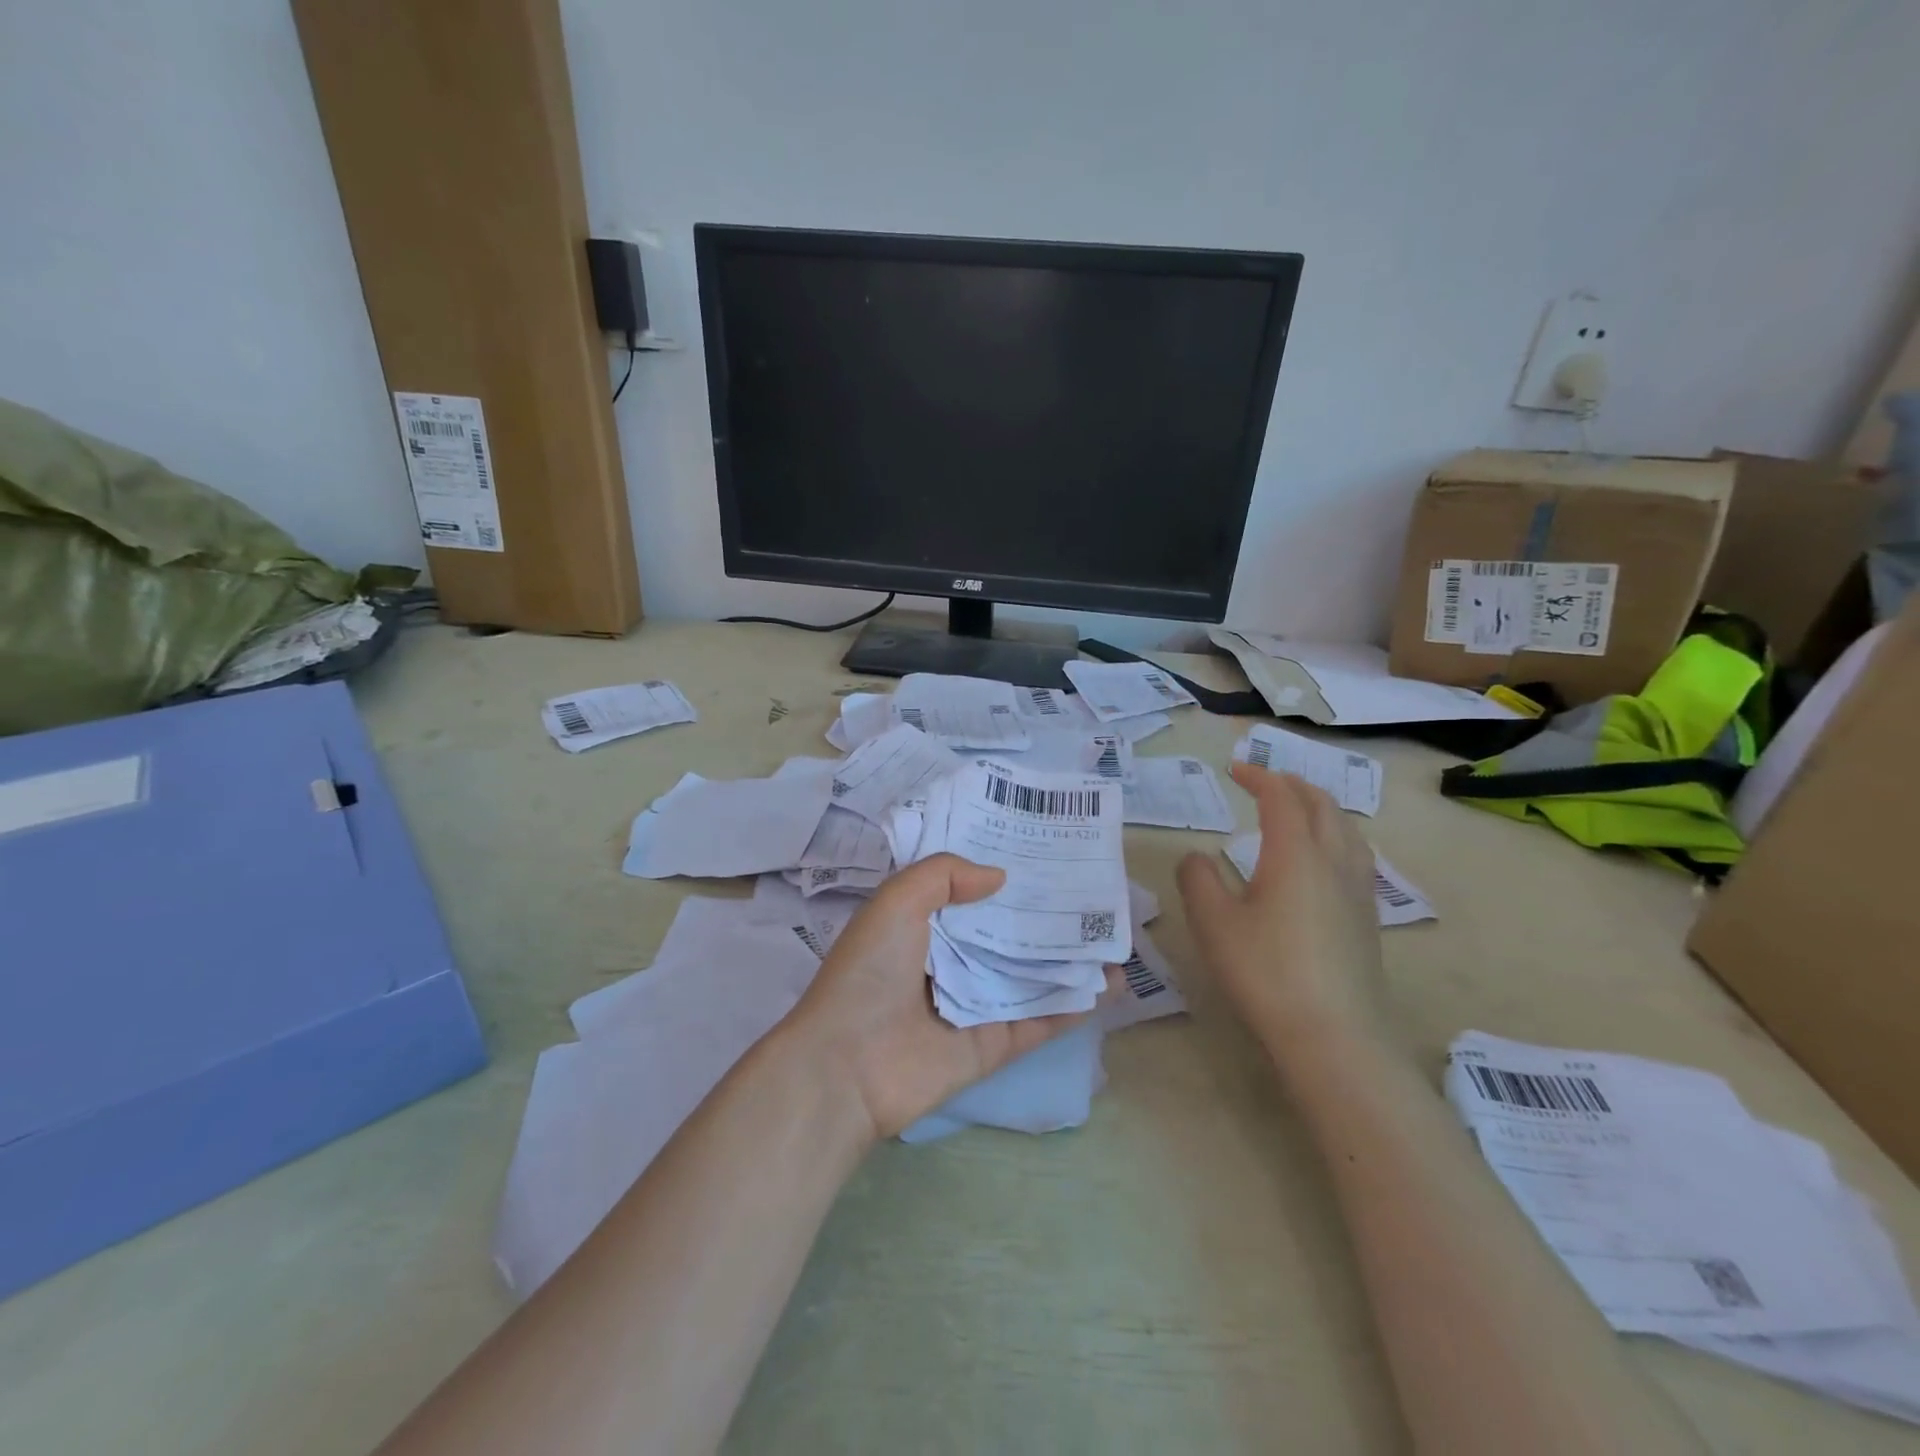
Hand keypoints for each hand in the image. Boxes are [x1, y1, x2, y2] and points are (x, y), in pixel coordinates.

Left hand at [785, 853, 1103, 1139]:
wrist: (847, 1065)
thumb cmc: (869, 972)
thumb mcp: (896, 901)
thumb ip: (944, 875)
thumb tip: (1000, 876)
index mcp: (923, 926)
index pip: (971, 894)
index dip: (1004, 873)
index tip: (1046, 852)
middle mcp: (951, 963)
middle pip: (1007, 934)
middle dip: (1044, 915)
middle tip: (1093, 891)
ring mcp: (973, 1006)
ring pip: (1029, 977)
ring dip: (1068, 961)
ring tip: (1113, 939)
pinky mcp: (990, 1047)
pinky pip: (1036, 1022)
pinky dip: (1070, 1006)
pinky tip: (1106, 986)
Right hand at [1176, 762, 1390, 1061]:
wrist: (1335, 1037)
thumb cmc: (1266, 973)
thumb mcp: (1214, 923)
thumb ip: (1198, 880)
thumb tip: (1197, 858)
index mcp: (1296, 854)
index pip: (1281, 798)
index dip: (1258, 776)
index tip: (1234, 769)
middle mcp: (1334, 862)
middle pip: (1323, 805)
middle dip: (1293, 784)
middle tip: (1264, 782)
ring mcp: (1357, 892)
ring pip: (1347, 829)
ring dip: (1319, 808)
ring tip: (1296, 812)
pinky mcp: (1367, 919)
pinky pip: (1356, 856)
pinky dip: (1334, 837)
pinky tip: (1321, 862)